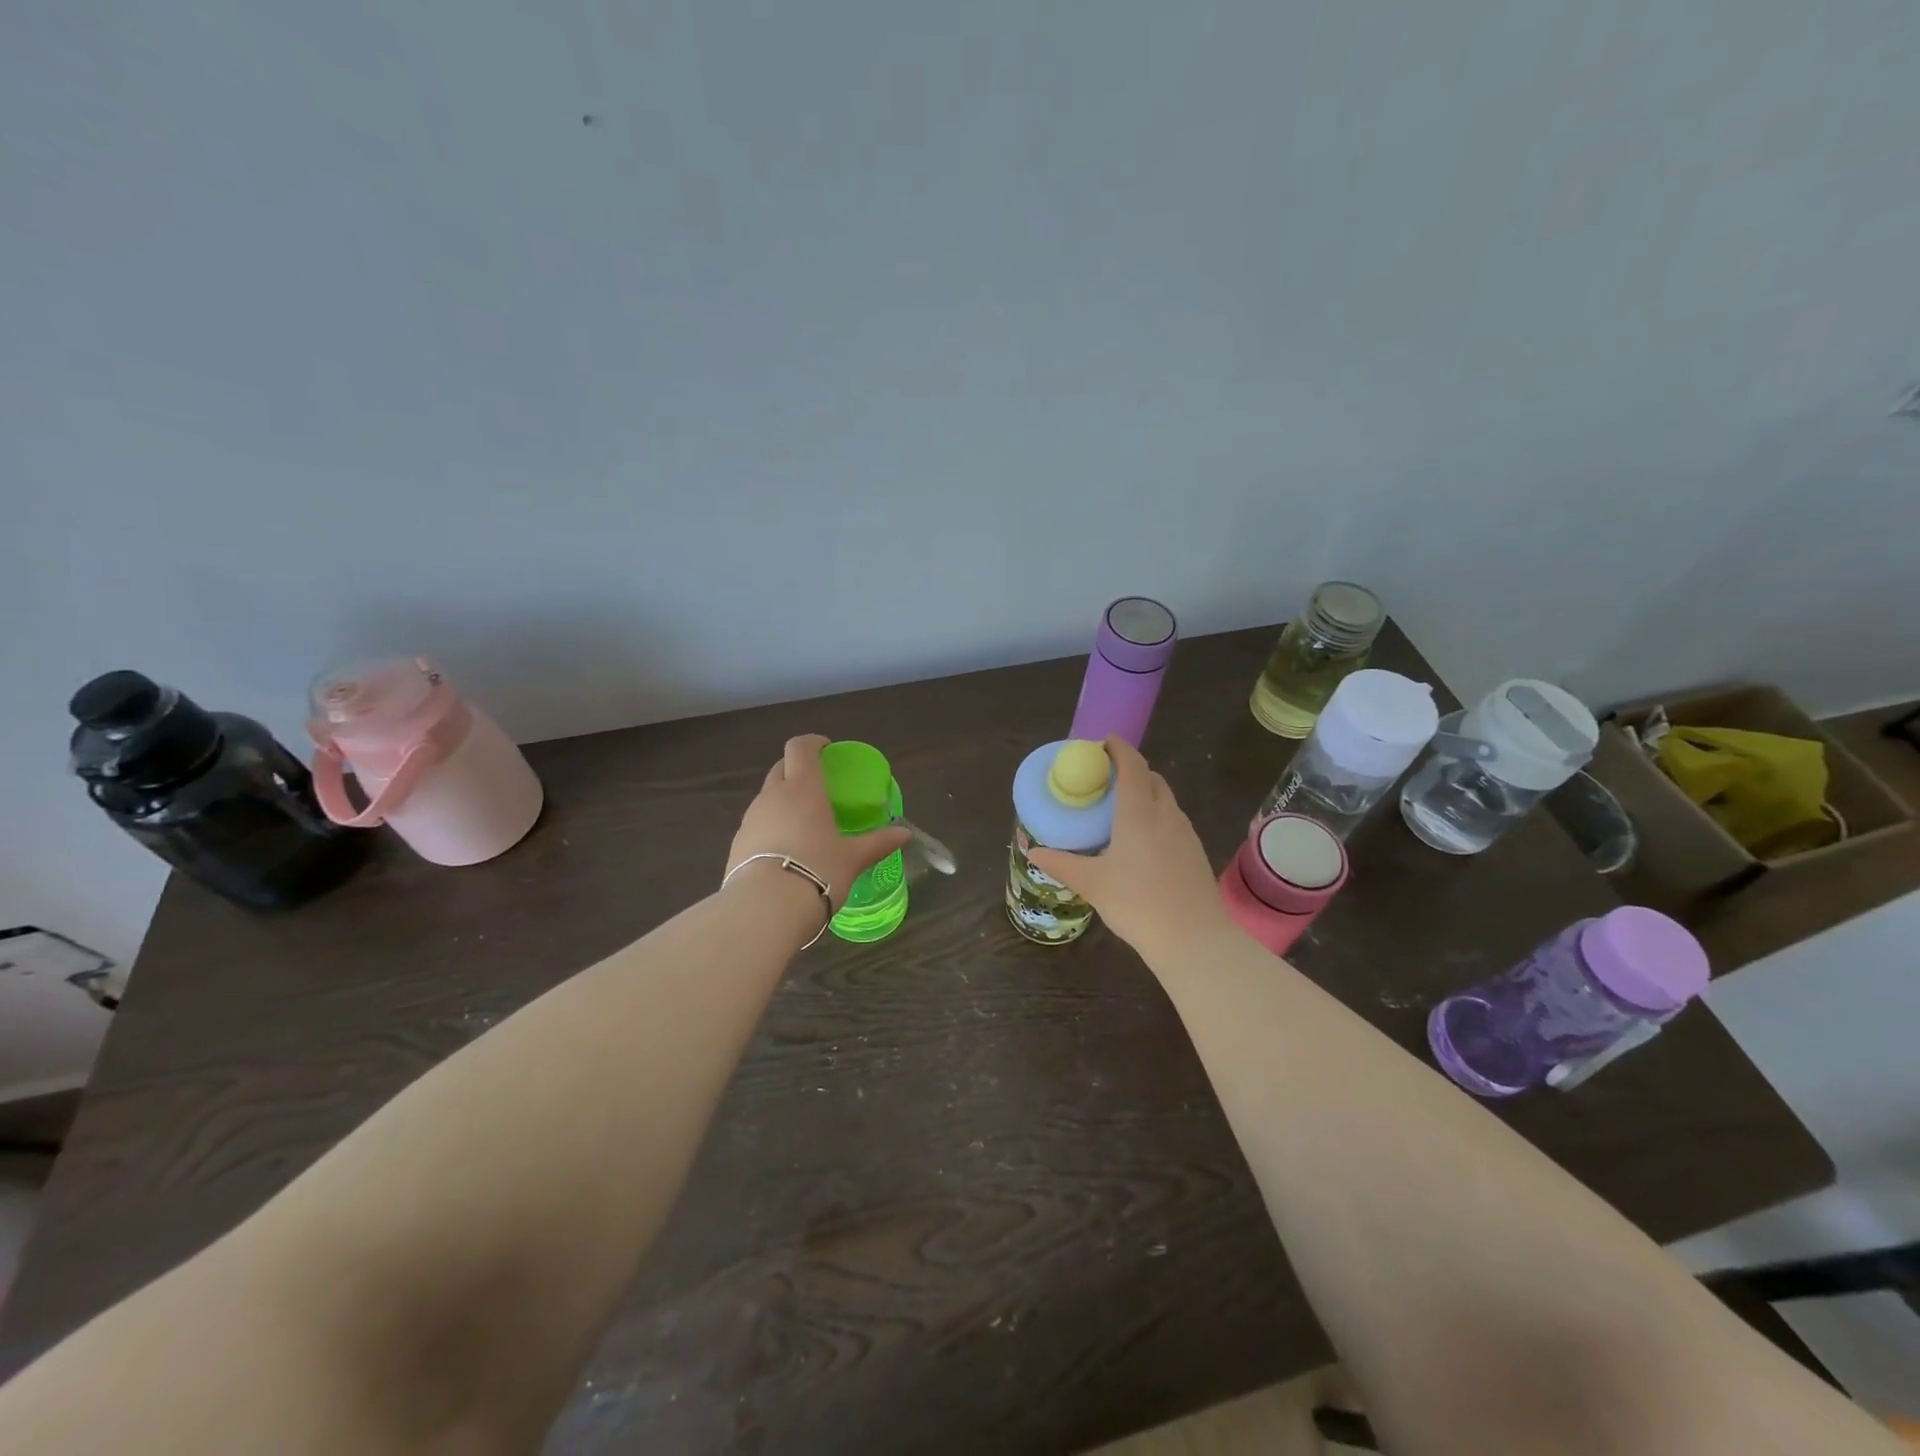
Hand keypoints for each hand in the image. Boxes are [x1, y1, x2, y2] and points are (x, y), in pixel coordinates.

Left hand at [727, 735, 909, 911]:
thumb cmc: (817, 871)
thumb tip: (905, 834)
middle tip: (818, 786)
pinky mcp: (737, 843)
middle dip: (798, 769)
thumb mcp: (853, 859)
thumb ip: (878, 843)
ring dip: (783, 799)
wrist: (764, 909)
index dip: (813, 743)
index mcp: (803, 789)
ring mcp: (750, 818)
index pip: (800, 747)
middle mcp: (772, 796)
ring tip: (803, 822)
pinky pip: (757, 823)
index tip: (827, 750)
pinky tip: (784, 850)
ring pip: (767, 796)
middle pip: (781, 767)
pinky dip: (771, 825)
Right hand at [1027, 738, 1230, 956]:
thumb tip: (1034, 852)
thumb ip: (1061, 864)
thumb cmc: (1137, 904)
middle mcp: (1166, 814)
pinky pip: (1173, 820)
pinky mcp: (1195, 852)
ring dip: (1146, 793)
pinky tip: (1143, 841)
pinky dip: (1157, 815)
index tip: (1103, 743)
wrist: (1194, 939)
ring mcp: (1185, 833)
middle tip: (1106, 780)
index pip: (1132, 766)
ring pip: (1166, 799)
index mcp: (1139, 813)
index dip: (1119, 749)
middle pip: (1152, 778)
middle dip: (1131, 770)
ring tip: (1122, 810)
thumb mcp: (1091, 884)